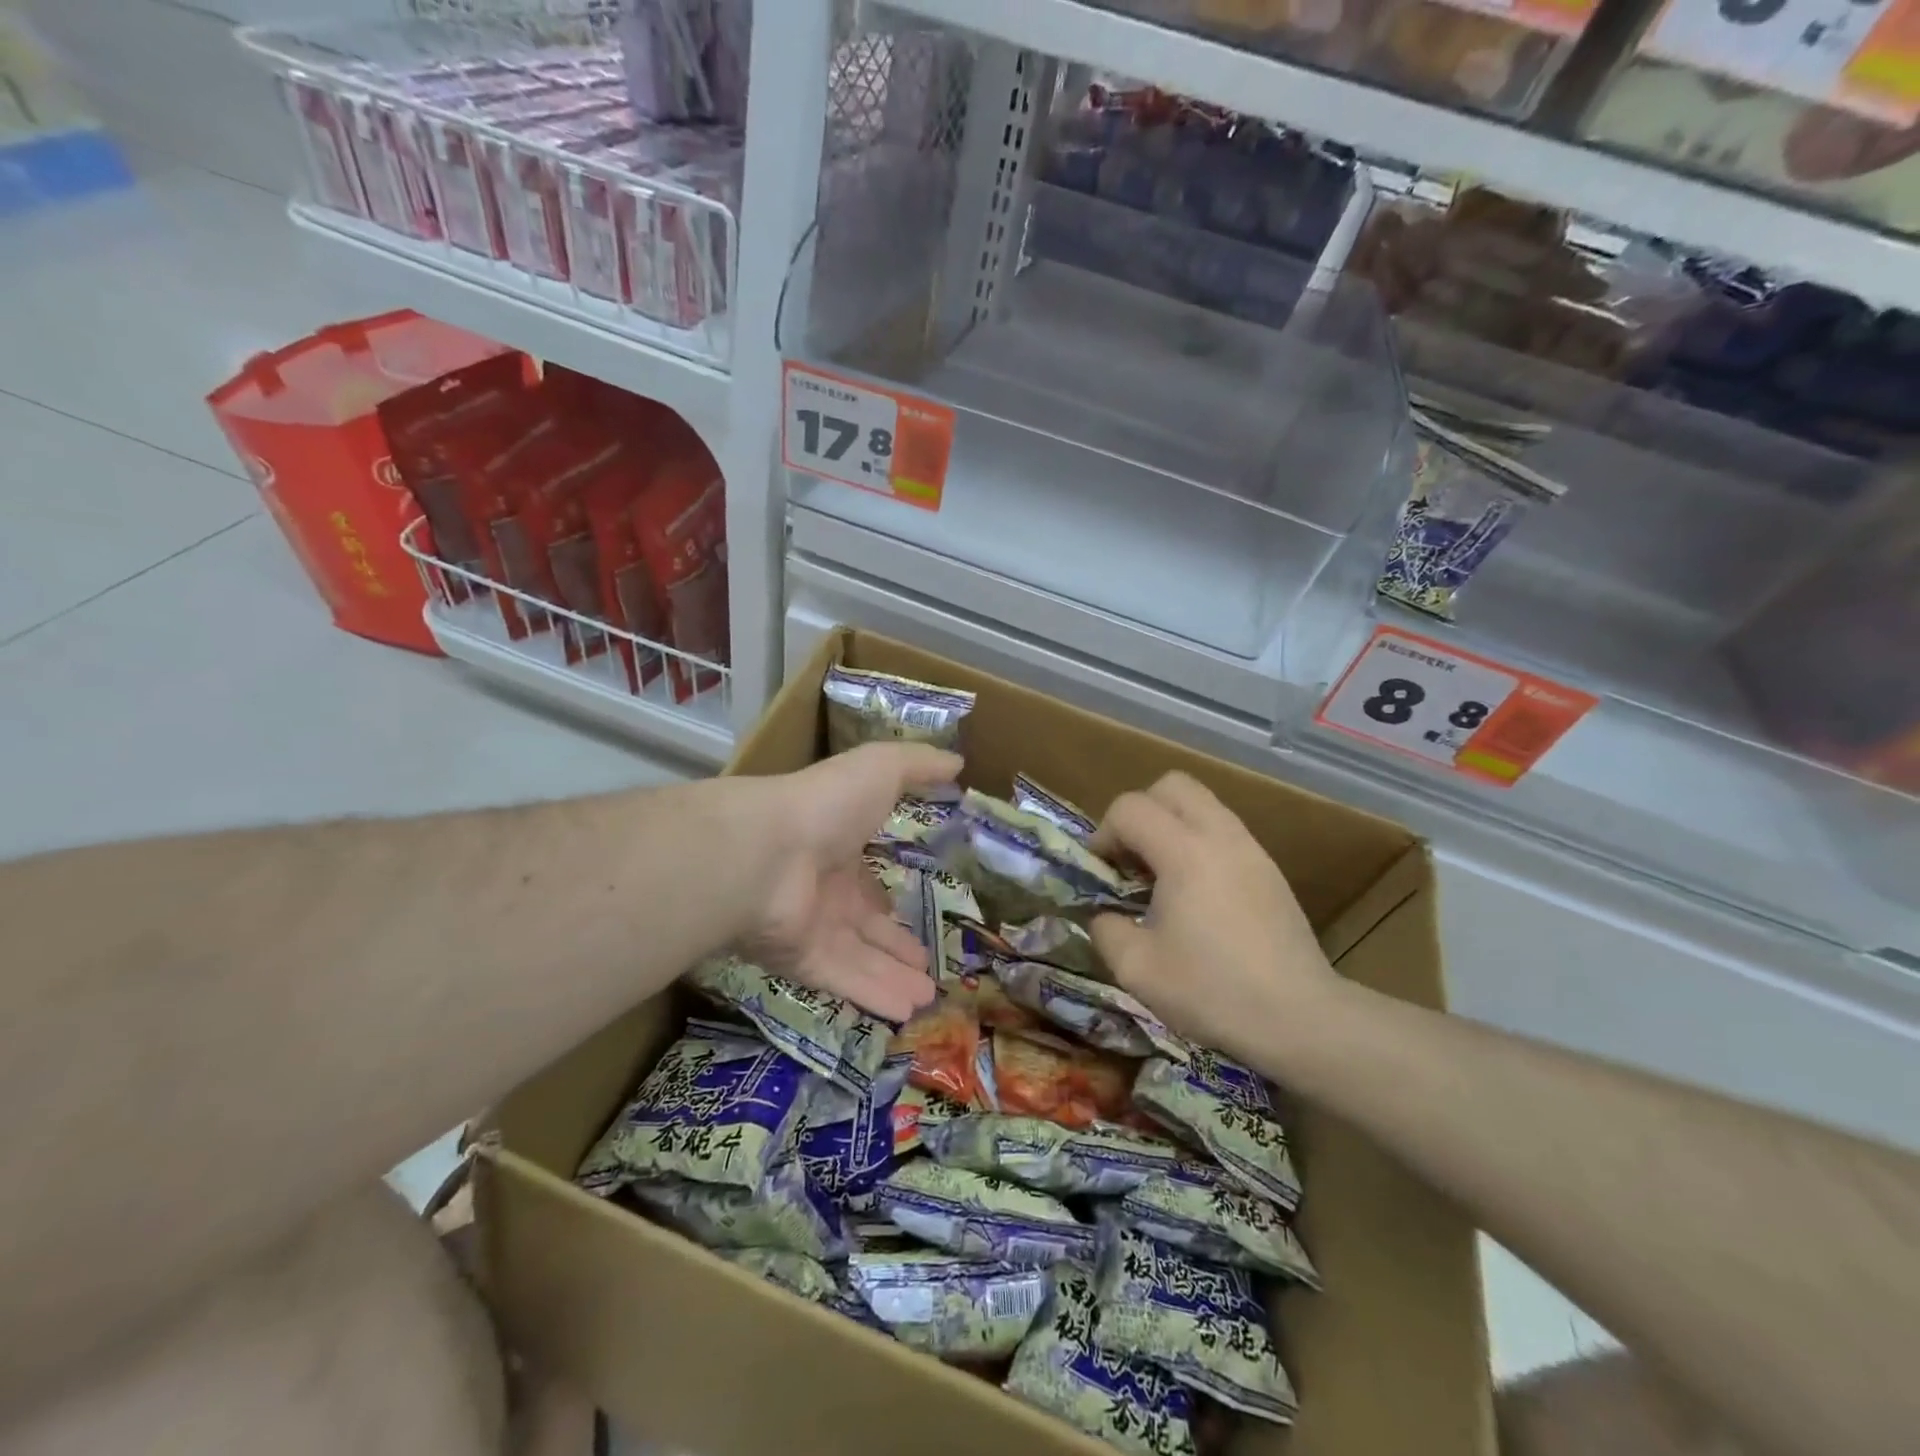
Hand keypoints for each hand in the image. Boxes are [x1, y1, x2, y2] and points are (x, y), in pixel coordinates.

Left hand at [739, 742, 959, 1021]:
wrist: (765, 849)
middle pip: (867, 927)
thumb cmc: (827, 804)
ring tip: (929, 1000)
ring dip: (893, 979)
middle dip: (896, 946)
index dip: (892, 900)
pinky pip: (845, 982)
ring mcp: (813, 929)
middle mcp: (826, 893)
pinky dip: (875, 997)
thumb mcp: (882, 768)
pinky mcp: (802, 961)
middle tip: (929, 968)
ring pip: (861, 961)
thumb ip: (920, 766)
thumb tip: (958, 762)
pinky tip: (908, 1013)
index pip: (868, 883)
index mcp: (840, 851)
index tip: (921, 915)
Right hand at [1089, 771, 1340, 1067]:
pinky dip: (1199, 843)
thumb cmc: (1213, 991)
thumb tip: (1103, 914)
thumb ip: (1105, 929)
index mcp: (1185, 852)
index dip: (1103, 833)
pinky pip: (1224, 831)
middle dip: (1140, 812)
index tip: (1100, 872)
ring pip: (1202, 804)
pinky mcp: (1270, 869)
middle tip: (1131, 858)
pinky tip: (1196, 894)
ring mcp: (1251, 849)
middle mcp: (1221, 835)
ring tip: (1162, 877)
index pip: (1130, 808)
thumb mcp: (1137, 969)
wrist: (1300, 1018)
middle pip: (1171, 785)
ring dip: (1171, 825)